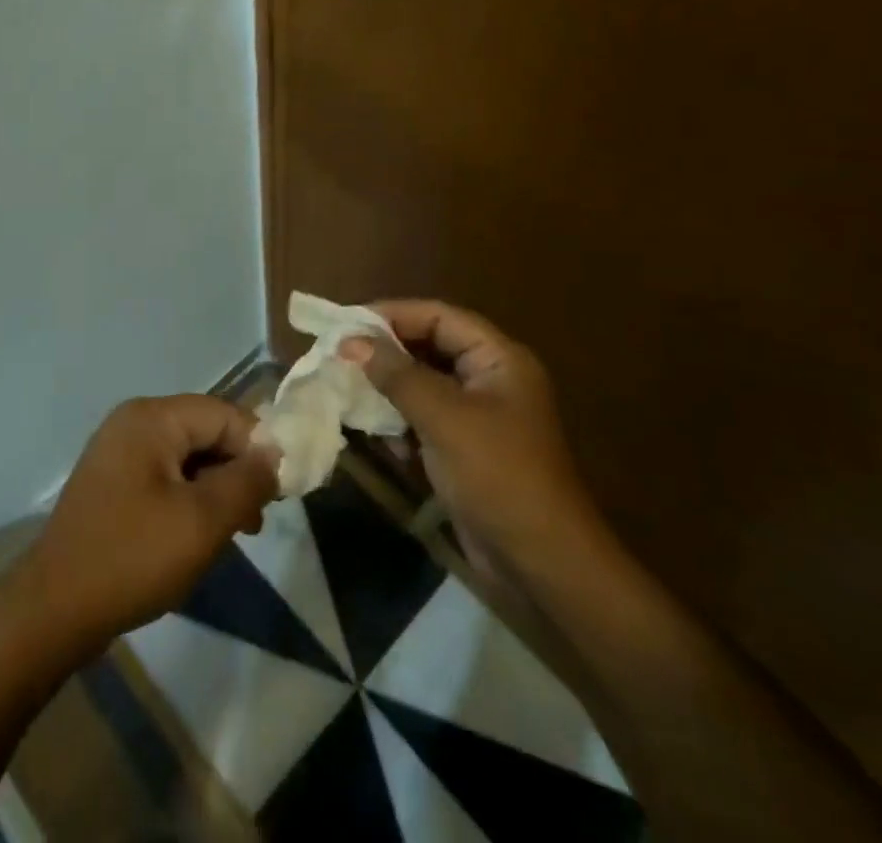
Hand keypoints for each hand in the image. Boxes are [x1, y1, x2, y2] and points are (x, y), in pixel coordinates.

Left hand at [7, 396, 279, 655]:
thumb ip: (246, 481)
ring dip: (216, 489)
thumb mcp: (203, 520)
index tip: (278, 494)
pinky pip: (165, 477)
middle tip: (257, 520)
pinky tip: (199, 535)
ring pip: (187, 457)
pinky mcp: (112, 483)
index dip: (257, 449)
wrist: (55, 607)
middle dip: (237, 471)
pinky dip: (189, 499)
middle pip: (204, 432)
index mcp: (152, 417)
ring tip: (236, 533)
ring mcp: (118, 452)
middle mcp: (133, 422)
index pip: (224, 414)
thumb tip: (274, 453)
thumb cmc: (133, 556)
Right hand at [345, 300, 599, 565]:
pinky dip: (398, 421)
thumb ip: (396, 375)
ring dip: (387, 387)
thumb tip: (350, 341)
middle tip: (339, 354)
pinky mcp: (465, 448)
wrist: (542, 566)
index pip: (439, 316)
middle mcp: (489, 379)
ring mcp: (478, 416)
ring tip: (346, 388)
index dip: (393, 315)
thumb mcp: (444, 418)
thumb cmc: (498, 476)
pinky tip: (373, 433)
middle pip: (429, 347)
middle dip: (385, 352)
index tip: (346, 323)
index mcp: (498, 359)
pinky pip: (424, 418)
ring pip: (422, 383)